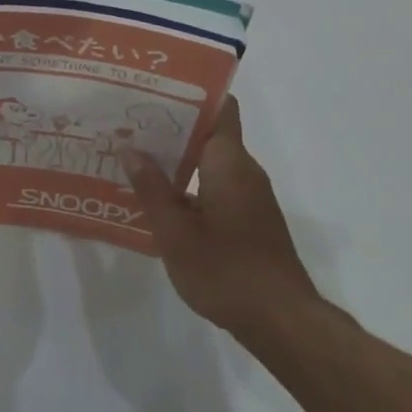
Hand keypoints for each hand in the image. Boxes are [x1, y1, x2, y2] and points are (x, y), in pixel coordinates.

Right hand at [121, 96, 321, 342]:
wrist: (282, 320)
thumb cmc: (226, 270)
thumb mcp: (175, 232)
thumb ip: (151, 188)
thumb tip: (130, 148)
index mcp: (228, 161)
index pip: (220, 106)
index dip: (190, 93)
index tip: (155, 91)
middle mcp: (244, 169)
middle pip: (210, 131)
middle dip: (171, 126)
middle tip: (129, 124)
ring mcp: (250, 195)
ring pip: (211, 161)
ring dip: (177, 157)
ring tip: (135, 157)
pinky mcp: (250, 218)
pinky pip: (217, 184)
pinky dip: (190, 183)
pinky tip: (160, 199)